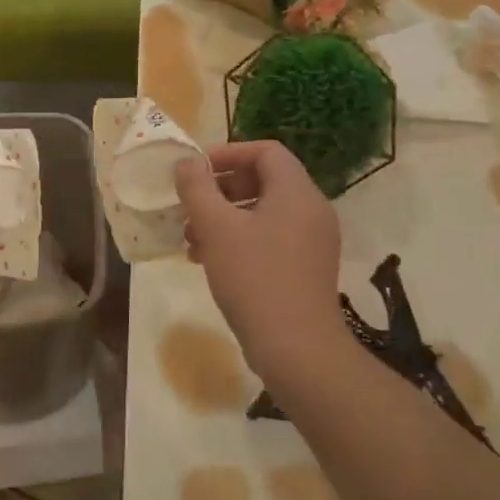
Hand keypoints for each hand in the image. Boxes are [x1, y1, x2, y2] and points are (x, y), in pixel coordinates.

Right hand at [175, 141, 345, 375]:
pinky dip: (240, 240)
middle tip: (190, 206)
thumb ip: (197, 188)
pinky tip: (209, 261)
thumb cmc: (254, 278)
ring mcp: (312, 242)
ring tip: (191, 239)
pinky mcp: (306, 269)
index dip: (227, 153)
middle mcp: (311, 210)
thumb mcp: (216, 227)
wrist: (296, 348)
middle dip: (221, 189)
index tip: (195, 171)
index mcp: (296, 192)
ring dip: (224, 218)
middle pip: (264, 181)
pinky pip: (270, 239)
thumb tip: (187, 163)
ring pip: (263, 213)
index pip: (265, 151)